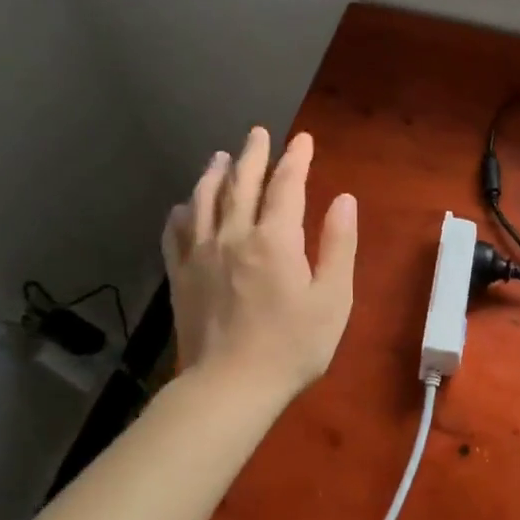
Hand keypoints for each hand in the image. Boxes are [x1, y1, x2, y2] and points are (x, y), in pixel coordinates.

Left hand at [161, 127, 357, 400]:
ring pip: (204, 201)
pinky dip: (182, 213)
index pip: (286, 185)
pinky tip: (184, 207)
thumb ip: (338, 245)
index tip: (303, 139)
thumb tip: (344, 200)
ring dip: (214, 174)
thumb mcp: (332, 298)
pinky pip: (176, 234)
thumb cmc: (292, 346)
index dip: (296, 159)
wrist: (230, 387)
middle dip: (253, 154)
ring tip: (220, 157)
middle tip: (258, 132)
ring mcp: (201, 255)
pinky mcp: (181, 277)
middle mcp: (233, 235)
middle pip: (241, 184)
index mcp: (274, 239)